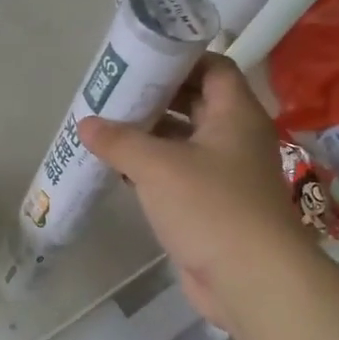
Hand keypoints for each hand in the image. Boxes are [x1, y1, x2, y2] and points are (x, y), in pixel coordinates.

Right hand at [79, 54, 302, 327]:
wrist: (252, 281)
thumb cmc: (211, 207)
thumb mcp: (157, 166)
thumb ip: (119, 141)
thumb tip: (86, 124)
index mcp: (235, 115)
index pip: (213, 67)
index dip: (180, 59)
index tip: (140, 60)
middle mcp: (235, 138)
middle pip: (195, 102)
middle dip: (156, 96)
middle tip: (114, 93)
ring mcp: (226, 174)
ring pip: (184, 140)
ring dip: (150, 134)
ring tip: (107, 127)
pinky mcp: (213, 205)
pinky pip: (179, 174)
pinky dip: (152, 167)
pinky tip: (120, 169)